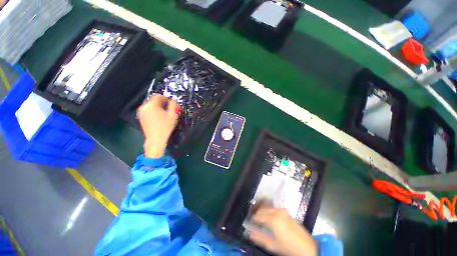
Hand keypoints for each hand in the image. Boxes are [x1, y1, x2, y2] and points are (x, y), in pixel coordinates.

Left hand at [138, 95, 178, 158]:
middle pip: (154, 100)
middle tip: (170, 108)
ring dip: (158, 107)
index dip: (166, 98)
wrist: (156, 139)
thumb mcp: (172, 115)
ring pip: (151, 106)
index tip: (171, 102)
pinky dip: (154, 111)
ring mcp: (141, 113)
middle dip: (162, 103)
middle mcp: (144, 107)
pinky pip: (148, 111)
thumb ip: (173, 105)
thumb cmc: (165, 127)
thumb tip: (173, 100)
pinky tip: (159, 118)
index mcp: (151, 105)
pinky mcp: (141, 118)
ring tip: (165, 113)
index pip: (158, 96)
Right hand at [248, 208, 316, 255]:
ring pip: (268, 208)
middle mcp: (277, 212)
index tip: (250, 222)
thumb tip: (249, 233)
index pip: (258, 216)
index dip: (253, 219)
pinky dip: (269, 212)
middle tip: (254, 221)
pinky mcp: (287, 212)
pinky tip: (269, 219)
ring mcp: (283, 211)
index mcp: (273, 219)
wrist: (307, 247)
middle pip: (263, 210)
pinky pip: (274, 209)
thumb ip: (259, 238)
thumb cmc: (289, 247)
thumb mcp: (273, 245)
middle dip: (257, 215)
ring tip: (261, 220)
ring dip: (263, 213)